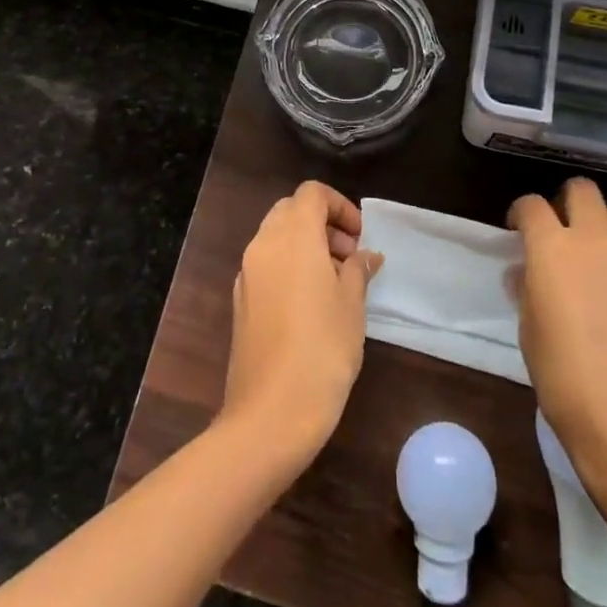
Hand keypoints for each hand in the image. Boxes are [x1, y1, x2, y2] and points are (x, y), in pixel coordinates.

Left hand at [221, 180, 383, 465]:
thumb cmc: (322, 350)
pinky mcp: (241, 302)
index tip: (360, 237)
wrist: (270, 414)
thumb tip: (366, 256)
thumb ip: (358, 270)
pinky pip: (266, 265)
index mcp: (292, 236)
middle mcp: (263, 244)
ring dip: (305, 245)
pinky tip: (311, 304)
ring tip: (336, 282)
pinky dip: (288, 267)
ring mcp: (247, 273)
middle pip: (291, 211)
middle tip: (349, 256)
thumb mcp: (352, 305)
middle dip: (322, 223)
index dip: (339, 205)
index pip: (312, 193)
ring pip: (276, 237)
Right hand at [510, 177, 606, 499]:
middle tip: (563, 233)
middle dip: (567, 203)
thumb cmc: (567, 383)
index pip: (532, 205)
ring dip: (604, 229)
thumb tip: (527, 273)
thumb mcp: (530, 332)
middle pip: (582, 191)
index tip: (519, 230)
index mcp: (553, 249)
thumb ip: (528, 289)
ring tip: (602, 261)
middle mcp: (597, 240)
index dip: (522, 213)